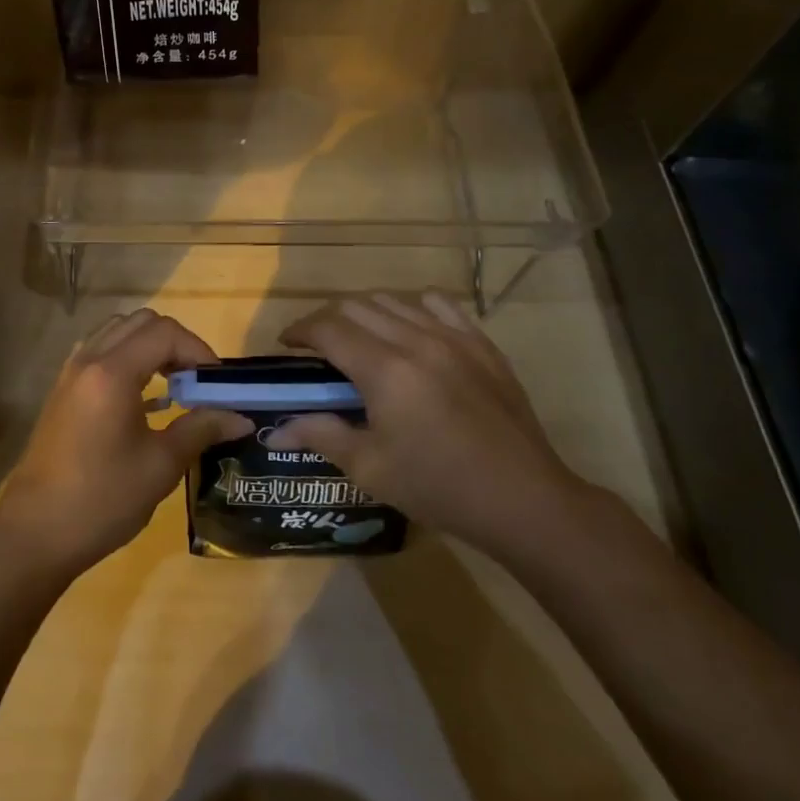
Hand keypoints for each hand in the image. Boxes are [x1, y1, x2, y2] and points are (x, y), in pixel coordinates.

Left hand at [0, 310, 249, 582]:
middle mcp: (89, 360)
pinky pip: (99, 352)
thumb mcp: (160, 465)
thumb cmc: (102, 499)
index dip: (198, 350)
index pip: (165, 333)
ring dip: (149, 346)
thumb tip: (241, 417)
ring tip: (172, 384)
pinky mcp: (62, 390)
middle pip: (140, 322)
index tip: (217, 384)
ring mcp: (70, 373)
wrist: (35, 532)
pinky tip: (141, 398)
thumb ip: (201, 429)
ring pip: (117, 332)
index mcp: (112, 372)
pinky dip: (126, 358)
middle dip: (176, 342)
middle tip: (197, 380)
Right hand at [270, 292, 583, 557]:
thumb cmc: (439, 488)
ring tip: (360, 340)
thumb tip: (275, 429)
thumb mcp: (370, 468)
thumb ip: (320, 436)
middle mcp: (415, 340)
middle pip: (356, 305)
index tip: (286, 346)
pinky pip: (438, 304)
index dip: (299, 331)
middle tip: (318, 349)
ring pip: (394, 300)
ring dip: (366, 313)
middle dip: (327, 320)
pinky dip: (412, 308)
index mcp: (384, 370)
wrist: (523, 500)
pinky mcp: (481, 343)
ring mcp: (453, 337)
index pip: (327, 328)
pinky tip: (410, 332)